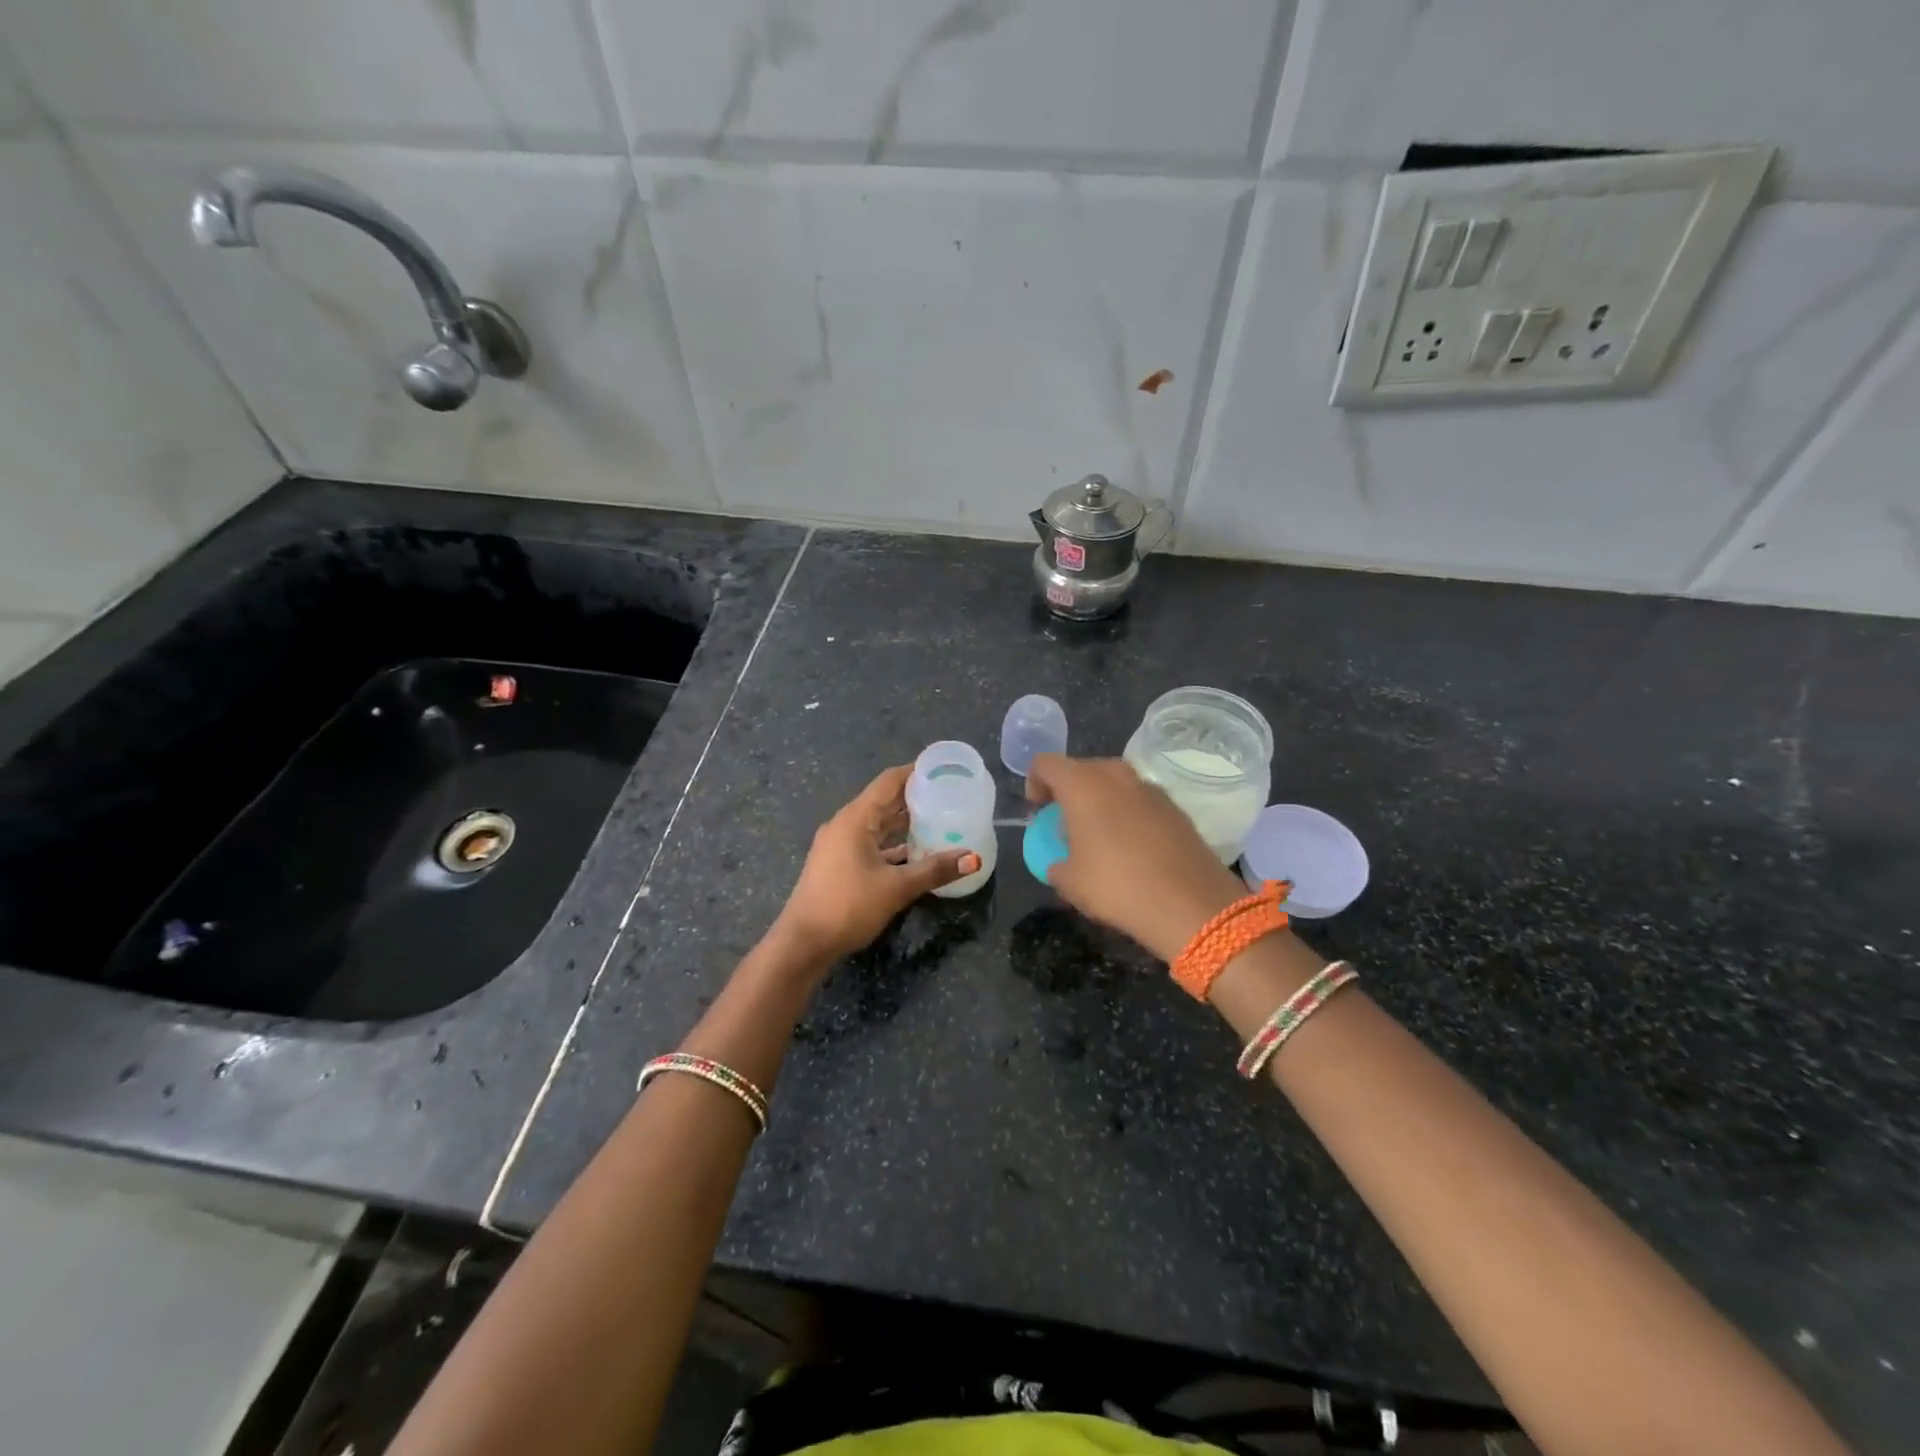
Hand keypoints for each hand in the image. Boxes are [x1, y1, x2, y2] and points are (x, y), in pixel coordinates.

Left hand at [771, 763, 978, 967]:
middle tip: (949, 795)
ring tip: (939, 820)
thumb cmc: (847, 906)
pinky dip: (892, 844)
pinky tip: (915, 852)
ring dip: (904, 822)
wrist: (803, 943)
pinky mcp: (838, 864)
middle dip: (915, 797)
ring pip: (878, 824)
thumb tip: (973, 858)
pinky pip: (871, 843)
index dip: (916, 771)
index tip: (943, 769)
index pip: (889, 781)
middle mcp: (845, 824)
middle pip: (884, 801)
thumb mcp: (896, 888)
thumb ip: (935, 870)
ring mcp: (839, 845)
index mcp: (856, 818)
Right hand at [1025, 754, 1245, 961]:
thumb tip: (1060, 863)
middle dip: (1068, 791)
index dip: (1034, 783)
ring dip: (1100, 800)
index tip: (1038, 812)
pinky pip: (1139, 799)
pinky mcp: (1175, 806)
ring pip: (1113, 782)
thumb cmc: (1117, 886)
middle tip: (1065, 823)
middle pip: (1081, 768)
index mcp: (1082, 785)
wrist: (1190, 903)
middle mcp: (1116, 775)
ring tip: (1099, 836)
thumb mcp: (1069, 882)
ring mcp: (1149, 787)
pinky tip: (1132, 847)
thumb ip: (1056, 864)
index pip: (1046, 764)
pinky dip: (1128, 813)